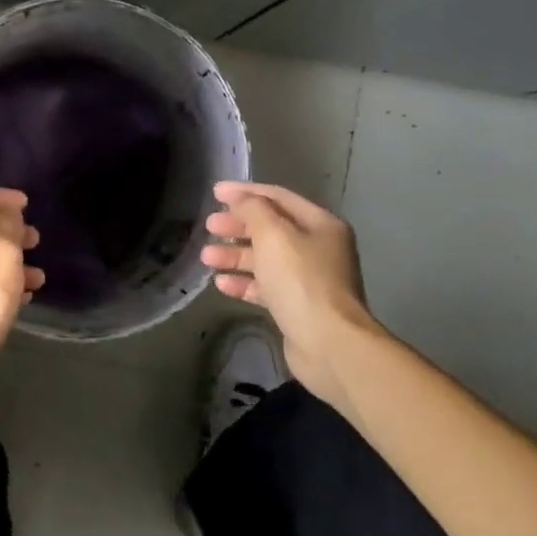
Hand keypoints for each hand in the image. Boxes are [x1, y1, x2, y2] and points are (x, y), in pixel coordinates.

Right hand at [201, 181, 383, 398]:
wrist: (329, 344)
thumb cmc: (301, 281)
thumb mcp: (274, 235)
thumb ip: (254, 210)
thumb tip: (240, 198)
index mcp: (320, 224)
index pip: (278, 197)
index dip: (245, 192)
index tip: (214, 191)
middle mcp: (318, 248)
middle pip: (271, 228)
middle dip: (237, 226)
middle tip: (209, 226)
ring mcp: (308, 279)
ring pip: (265, 259)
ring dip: (235, 256)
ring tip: (207, 257)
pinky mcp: (297, 306)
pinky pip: (266, 286)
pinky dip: (244, 283)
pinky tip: (221, 284)